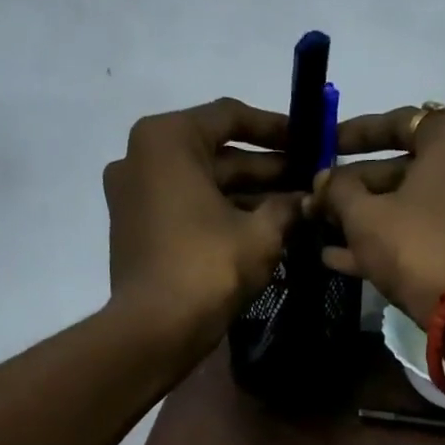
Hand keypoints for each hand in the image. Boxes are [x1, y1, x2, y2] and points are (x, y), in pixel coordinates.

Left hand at [103, 98, 301, 344]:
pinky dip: (221, 213)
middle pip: (216, 152)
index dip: (276, 128)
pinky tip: (262, 228)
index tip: (309, 140)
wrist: (155, 328)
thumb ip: (287, 207)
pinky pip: (186, 207)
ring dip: (248, 194)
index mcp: (167, 139)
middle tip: (309, 180)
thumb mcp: (261, 234)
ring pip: (203, 183)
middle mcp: (142, 156)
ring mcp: (134, 193)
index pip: (230, 116)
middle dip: (266, 168)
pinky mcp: (136, 227)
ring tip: (294, 207)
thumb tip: (308, 200)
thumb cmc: (209, 267)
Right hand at [313, 106, 444, 323]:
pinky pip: (431, 234)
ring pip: (415, 206)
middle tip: (320, 202)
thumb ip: (338, 191)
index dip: (355, 134)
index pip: (400, 122)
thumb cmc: (417, 245)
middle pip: (406, 169)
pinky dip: (394, 241)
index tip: (325, 147)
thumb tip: (323, 181)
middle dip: (357, 188)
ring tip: (324, 231)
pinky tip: (343, 259)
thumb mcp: (365, 216)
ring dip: (369, 219)